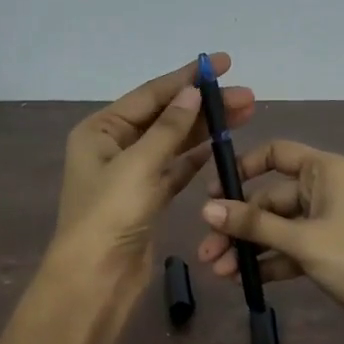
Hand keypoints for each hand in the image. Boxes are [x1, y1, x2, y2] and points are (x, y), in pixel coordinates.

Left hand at [51, 54, 253, 300]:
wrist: (96, 280)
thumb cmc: (110, 216)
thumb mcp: (139, 165)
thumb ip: (169, 127)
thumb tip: (192, 92)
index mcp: (100, 130)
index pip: (150, 94)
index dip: (187, 77)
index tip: (222, 63)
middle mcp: (114, 146)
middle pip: (166, 116)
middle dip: (204, 104)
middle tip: (247, 96)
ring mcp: (132, 173)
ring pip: (175, 142)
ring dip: (206, 128)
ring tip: (245, 114)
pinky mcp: (148, 198)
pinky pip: (176, 168)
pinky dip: (197, 157)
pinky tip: (222, 145)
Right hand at [194, 139, 343, 343]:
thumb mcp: (302, 240)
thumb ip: (254, 224)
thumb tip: (206, 208)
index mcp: (325, 170)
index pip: (276, 154)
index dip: (242, 169)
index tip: (212, 193)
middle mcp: (327, 189)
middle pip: (272, 198)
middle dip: (238, 224)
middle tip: (205, 252)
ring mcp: (331, 222)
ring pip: (280, 228)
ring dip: (250, 247)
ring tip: (217, 272)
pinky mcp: (333, 252)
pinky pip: (293, 249)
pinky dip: (271, 261)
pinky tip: (243, 280)